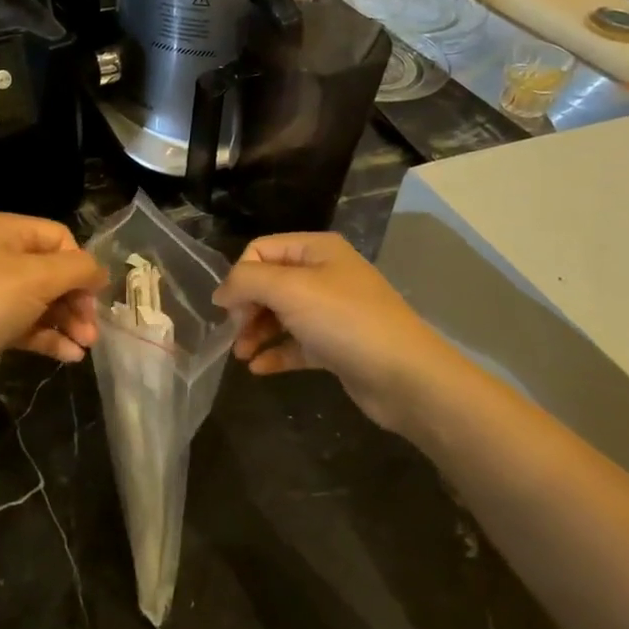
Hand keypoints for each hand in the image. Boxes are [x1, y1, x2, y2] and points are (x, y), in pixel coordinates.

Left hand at [0, 212, 105, 410]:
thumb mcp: (37, 278)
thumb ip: (78, 269)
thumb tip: (101, 272)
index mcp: (5, 230)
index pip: (58, 237)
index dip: (81, 264)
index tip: (96, 295)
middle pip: (53, 271)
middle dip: (77, 298)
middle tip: (92, 327)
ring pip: (43, 300)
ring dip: (68, 321)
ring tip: (86, 345)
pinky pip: (28, 325)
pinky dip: (50, 337)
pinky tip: (71, 356)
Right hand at [213, 232, 447, 433]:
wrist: (407, 377)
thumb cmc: (345, 322)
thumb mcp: (290, 290)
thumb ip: (247, 281)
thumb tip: (221, 292)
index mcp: (317, 250)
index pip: (260, 250)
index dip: (240, 277)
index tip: (228, 310)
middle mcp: (324, 275)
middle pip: (268, 283)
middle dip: (246, 307)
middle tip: (236, 334)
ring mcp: (332, 311)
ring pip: (280, 315)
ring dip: (256, 332)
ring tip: (241, 356)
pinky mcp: (336, 346)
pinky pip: (296, 343)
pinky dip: (276, 352)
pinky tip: (258, 369)